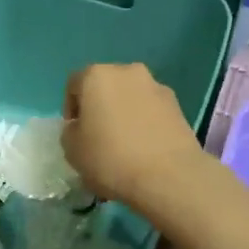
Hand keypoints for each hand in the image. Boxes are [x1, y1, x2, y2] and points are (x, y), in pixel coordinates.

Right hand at [62, 63, 204, 206]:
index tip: (74, 133)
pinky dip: (145, 123)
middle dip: (100, 107)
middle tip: (98, 136)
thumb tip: (81, 127)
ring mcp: (156, 87)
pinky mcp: (178, 106)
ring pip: (131, 97)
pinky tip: (145, 149)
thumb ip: (70, 132)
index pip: (74, 85)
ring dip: (124, 113)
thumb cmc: (111, 158)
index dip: (71, 109)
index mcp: (97, 75)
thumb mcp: (72, 150)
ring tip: (124, 145)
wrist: (168, 176)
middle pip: (106, 86)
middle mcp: (128, 72)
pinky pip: (152, 110)